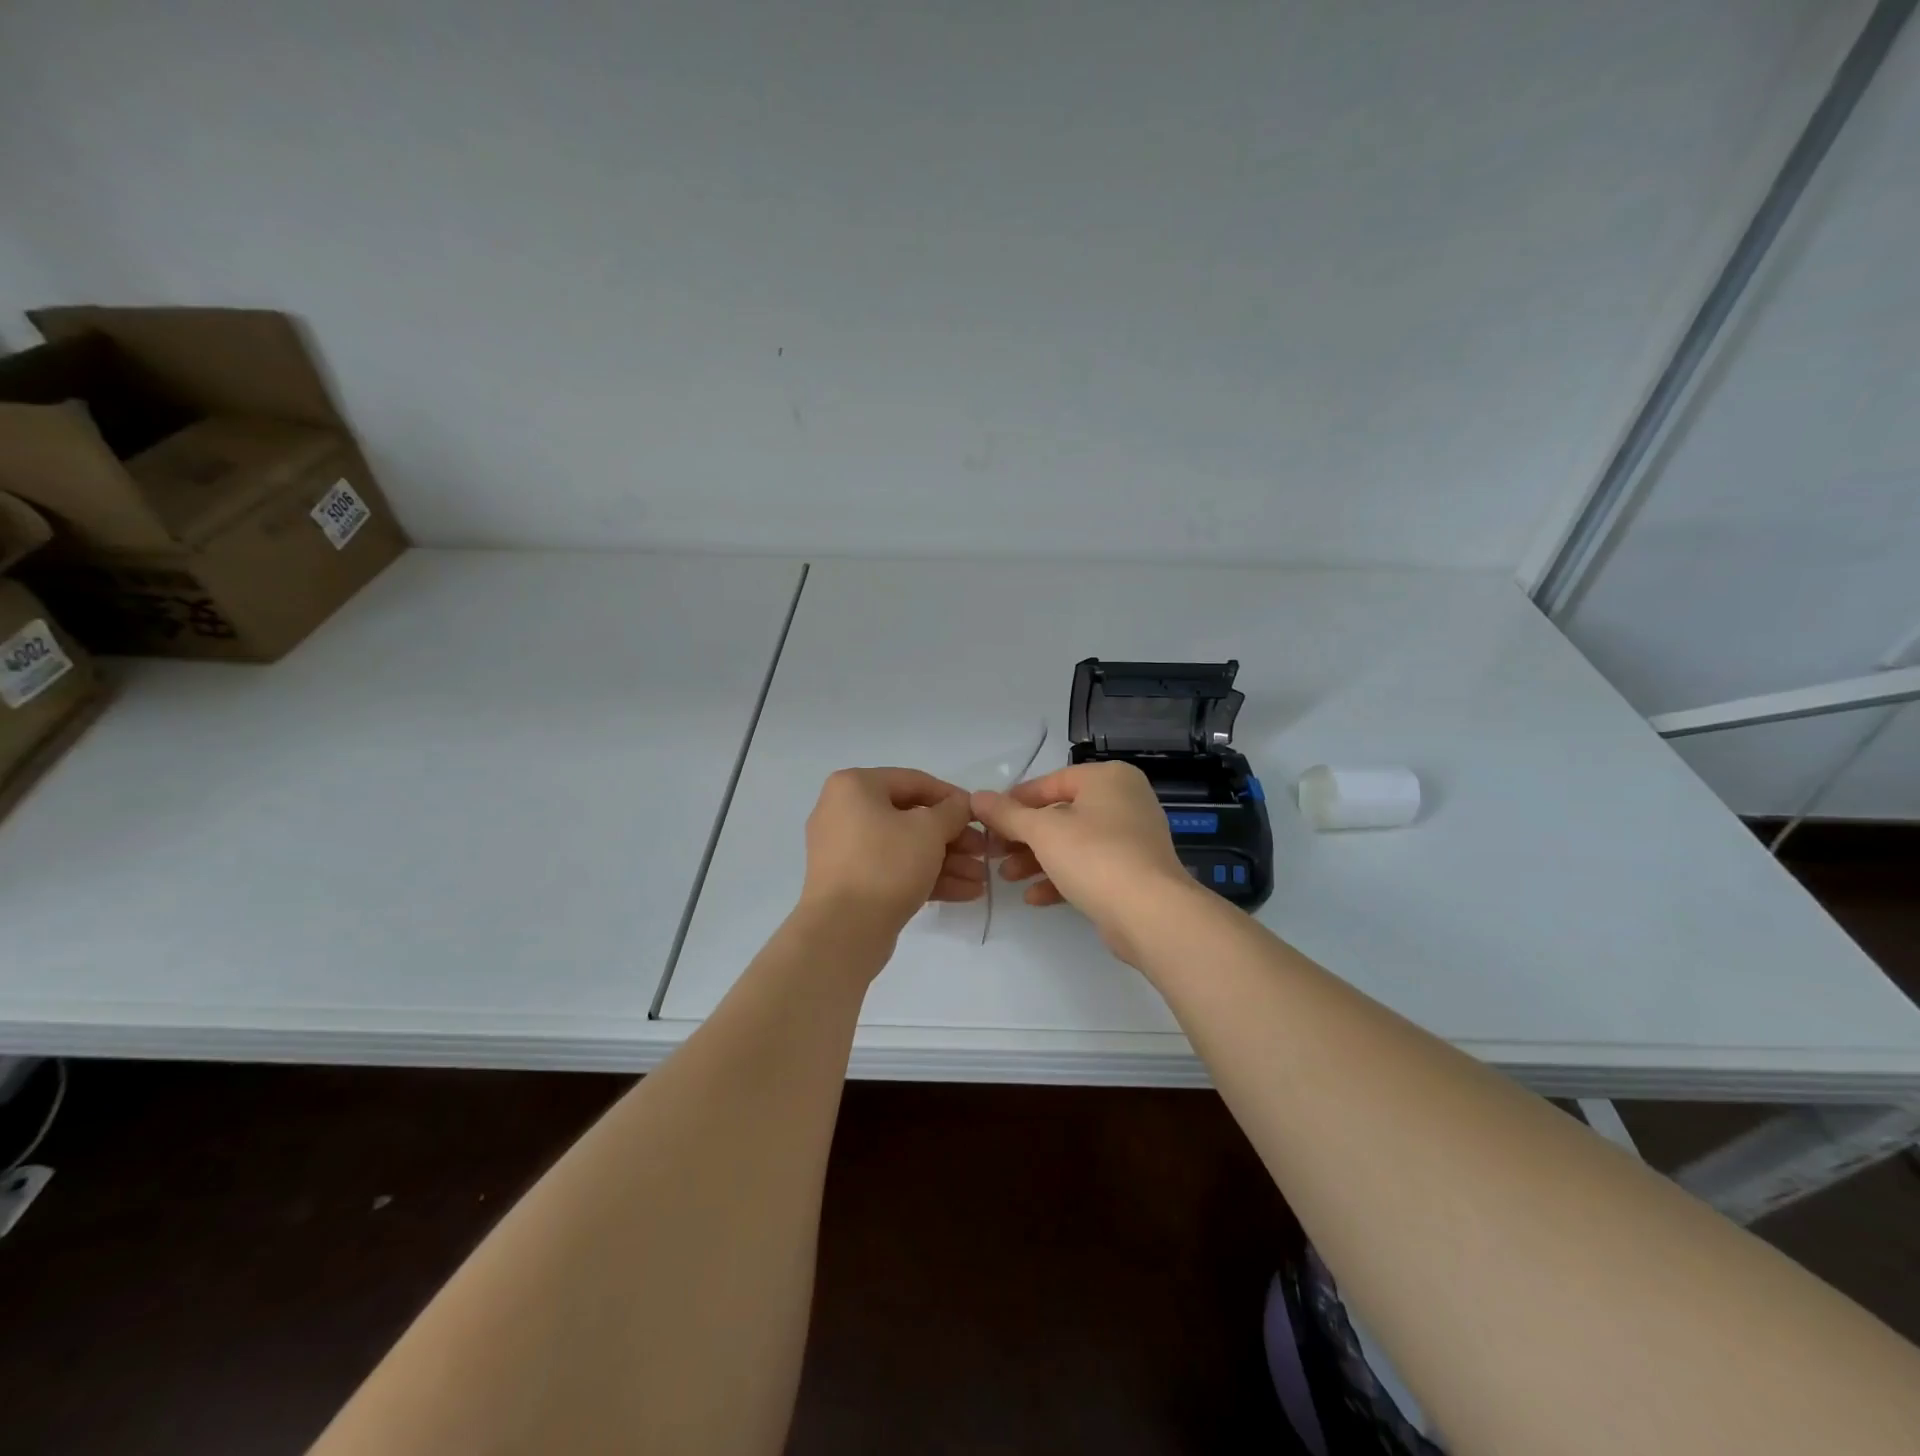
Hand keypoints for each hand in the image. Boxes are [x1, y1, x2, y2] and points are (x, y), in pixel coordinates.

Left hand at [799, 767, 984, 935]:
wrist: (843, 930)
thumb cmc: (886, 863)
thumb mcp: (929, 830)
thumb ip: (952, 811)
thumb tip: (961, 805)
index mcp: (854, 786)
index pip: (914, 782)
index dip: (953, 798)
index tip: (980, 816)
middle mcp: (843, 812)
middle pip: (910, 818)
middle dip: (953, 838)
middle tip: (983, 852)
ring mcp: (845, 851)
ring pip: (905, 848)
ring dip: (947, 861)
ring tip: (981, 878)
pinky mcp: (852, 883)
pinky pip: (894, 870)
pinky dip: (927, 878)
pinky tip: (966, 892)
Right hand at [972, 762, 1197, 963]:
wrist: (1150, 914)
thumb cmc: (1095, 856)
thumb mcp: (1042, 831)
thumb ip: (1006, 814)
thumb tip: (976, 798)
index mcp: (1108, 778)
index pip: (1050, 782)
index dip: (1014, 802)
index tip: (987, 821)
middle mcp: (1124, 800)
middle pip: (1060, 814)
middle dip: (1023, 837)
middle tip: (993, 854)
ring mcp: (1131, 838)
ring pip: (1072, 843)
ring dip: (1036, 860)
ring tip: (1006, 878)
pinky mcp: (1132, 872)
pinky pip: (1088, 867)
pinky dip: (1061, 878)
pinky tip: (1034, 897)